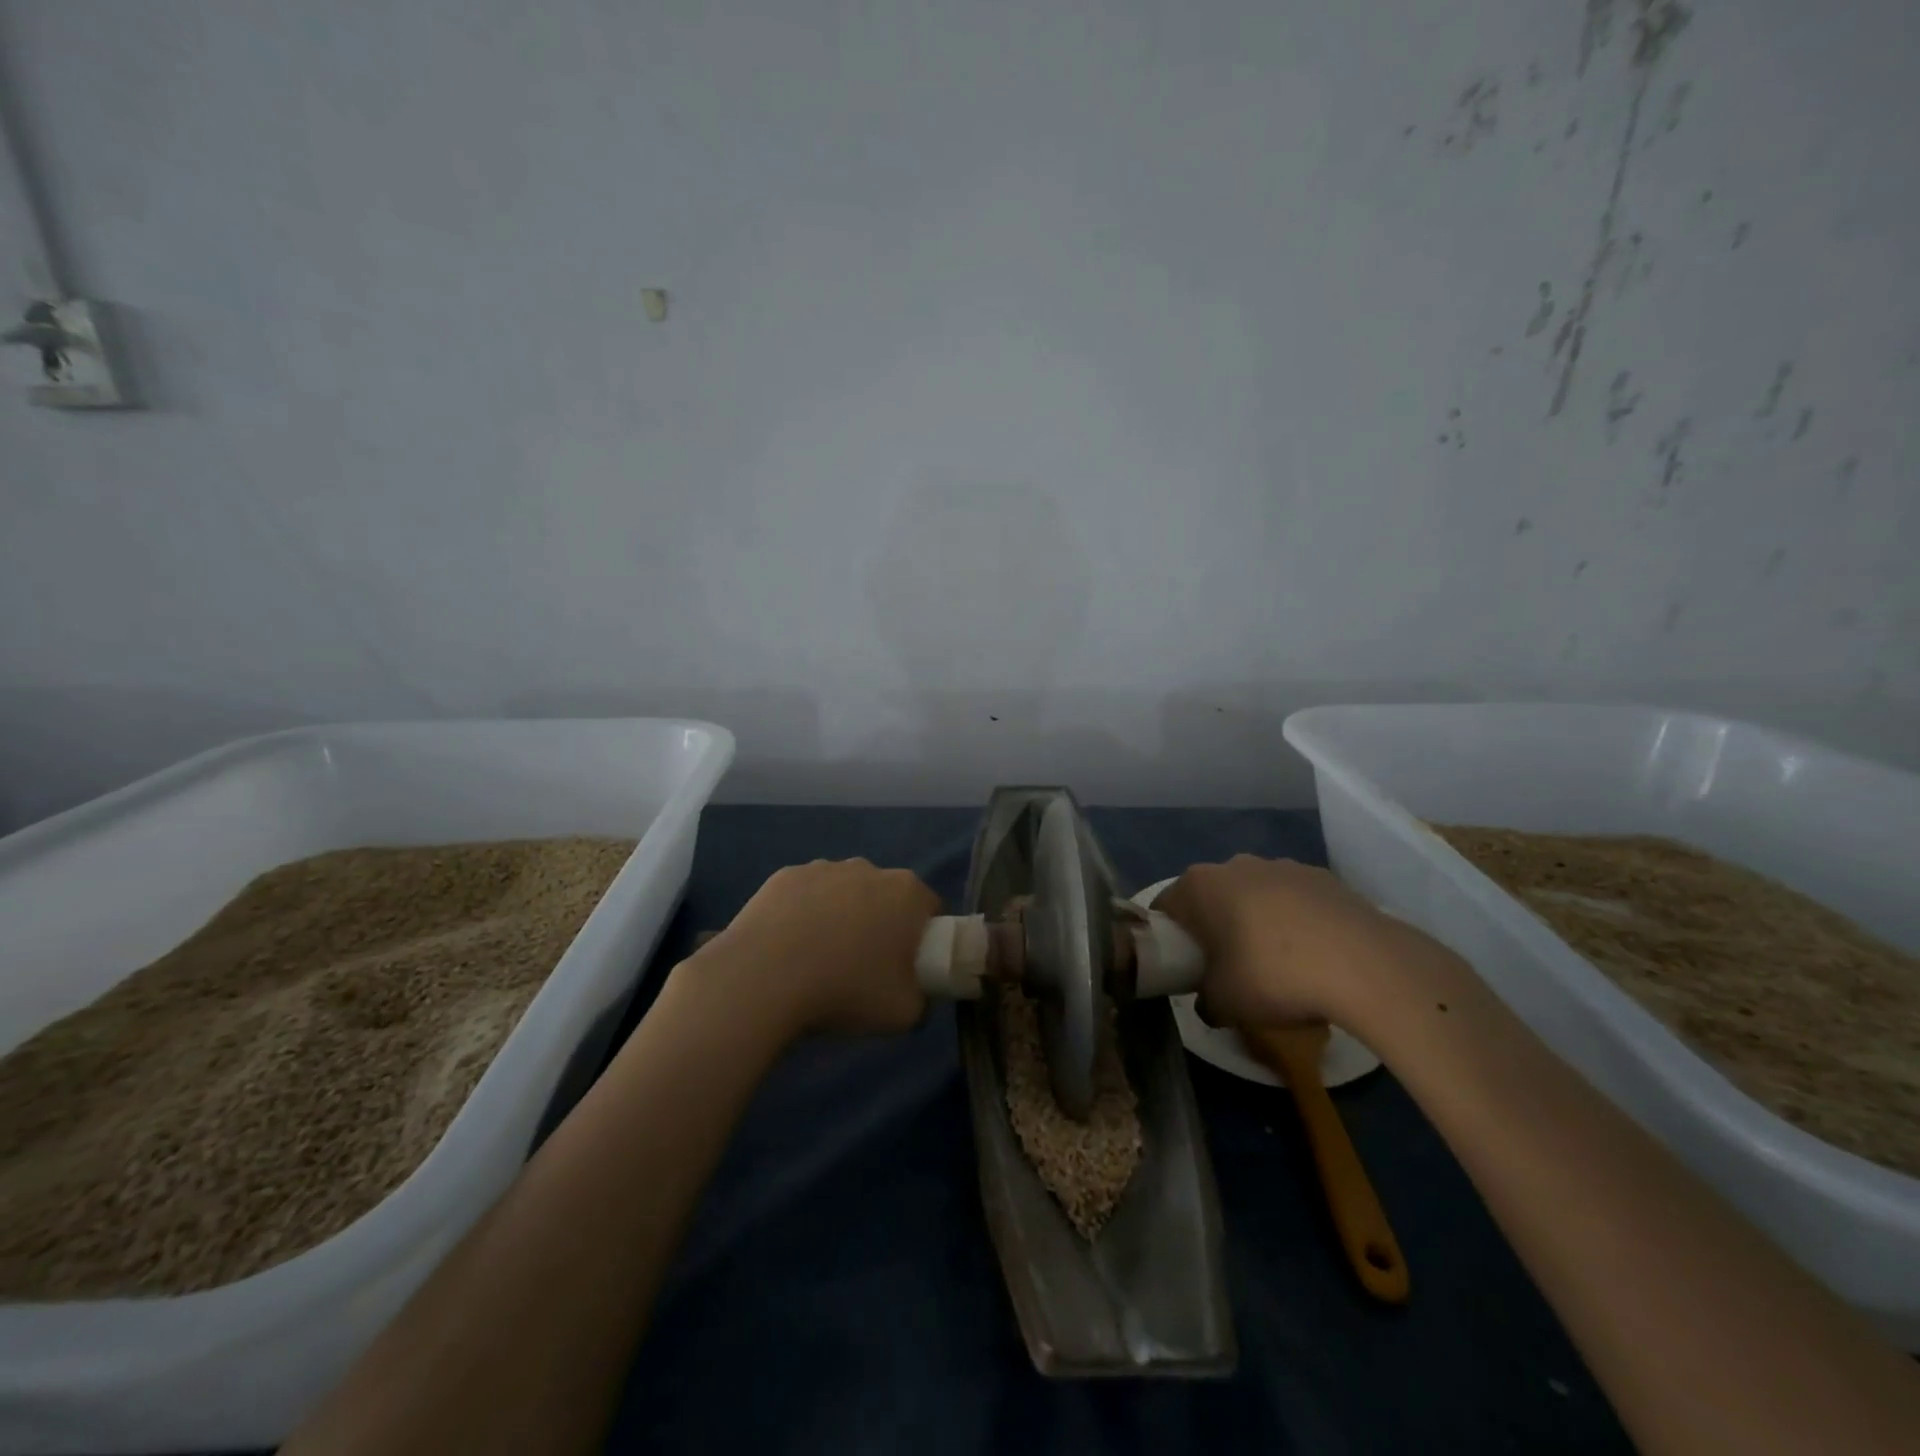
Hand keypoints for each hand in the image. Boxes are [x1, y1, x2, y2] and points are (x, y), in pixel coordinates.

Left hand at [691, 859, 939, 1039]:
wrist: (764, 979)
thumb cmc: (845, 990)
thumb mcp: (904, 1014)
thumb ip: (923, 1000)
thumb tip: (915, 993)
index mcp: (906, 893)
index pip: (929, 909)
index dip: (923, 938)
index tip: (906, 967)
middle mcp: (869, 869)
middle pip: (886, 896)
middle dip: (881, 923)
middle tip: (864, 967)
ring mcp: (824, 867)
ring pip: (844, 892)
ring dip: (841, 916)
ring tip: (820, 960)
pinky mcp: (785, 875)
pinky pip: (806, 894)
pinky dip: (804, 914)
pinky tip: (789, 948)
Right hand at [1158, 855, 1428, 1027]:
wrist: (1364, 965)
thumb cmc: (1272, 976)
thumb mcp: (1223, 1004)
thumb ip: (1204, 1001)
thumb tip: (1208, 1001)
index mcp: (1199, 885)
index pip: (1166, 906)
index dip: (1169, 937)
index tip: (1183, 966)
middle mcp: (1235, 864)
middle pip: (1211, 896)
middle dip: (1214, 926)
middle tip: (1226, 967)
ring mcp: (1282, 866)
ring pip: (1255, 894)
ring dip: (1256, 920)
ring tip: (1278, 964)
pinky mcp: (1324, 877)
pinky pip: (1295, 900)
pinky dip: (1296, 921)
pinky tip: (1315, 955)